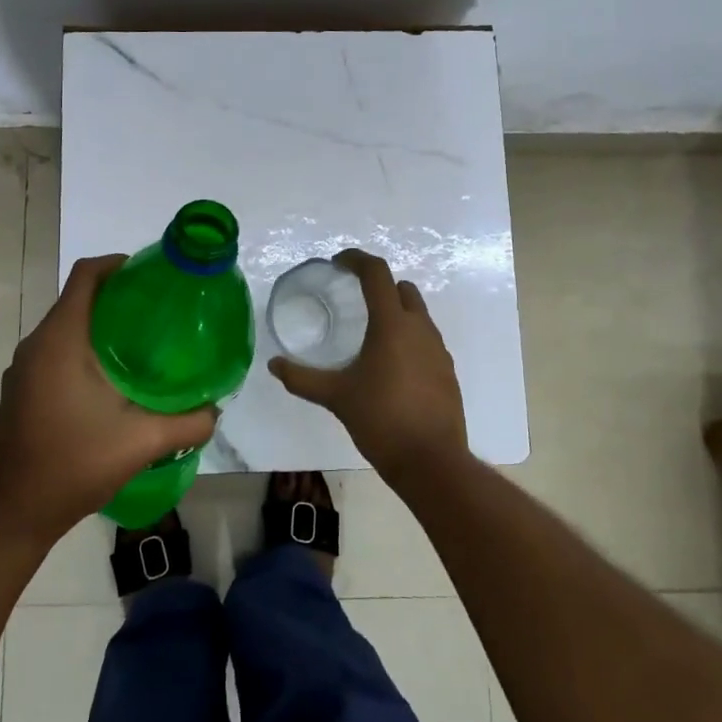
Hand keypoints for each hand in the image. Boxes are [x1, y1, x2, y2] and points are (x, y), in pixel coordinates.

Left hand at [0, 255, 217, 544]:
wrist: (15, 513)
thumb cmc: (73, 465)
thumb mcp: (142, 442)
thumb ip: (188, 423)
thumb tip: (217, 409)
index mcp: (60, 341)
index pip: (86, 276)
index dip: (118, 264)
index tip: (152, 275)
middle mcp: (37, 345)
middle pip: (78, 298)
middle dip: (118, 296)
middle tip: (160, 311)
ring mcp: (24, 368)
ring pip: (67, 327)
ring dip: (101, 325)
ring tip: (144, 343)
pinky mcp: (23, 389)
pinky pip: (57, 350)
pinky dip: (85, 348)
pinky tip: (114, 378)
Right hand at [269, 249, 470, 483]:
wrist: (432, 461)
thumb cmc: (381, 420)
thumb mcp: (337, 397)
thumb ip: (302, 379)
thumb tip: (274, 365)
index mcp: (392, 325)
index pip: (377, 273)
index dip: (357, 260)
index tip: (338, 263)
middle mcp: (420, 329)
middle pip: (402, 289)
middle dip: (379, 285)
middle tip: (353, 297)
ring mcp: (438, 350)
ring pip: (418, 314)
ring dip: (395, 312)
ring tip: (369, 333)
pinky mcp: (447, 371)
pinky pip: (426, 340)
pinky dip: (408, 338)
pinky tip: (390, 365)